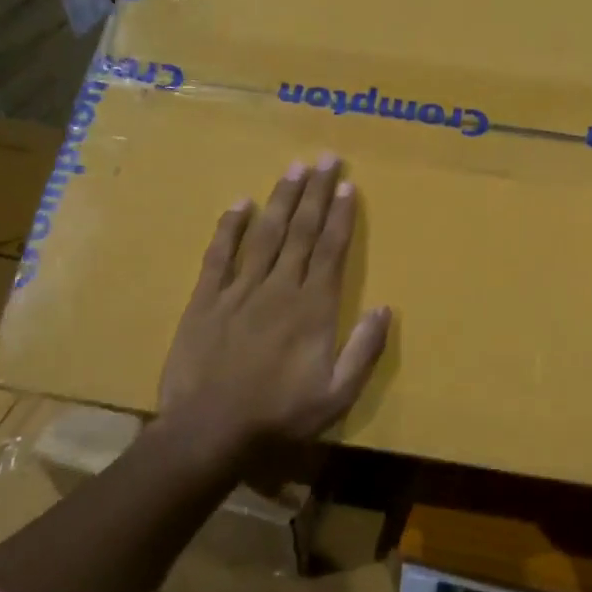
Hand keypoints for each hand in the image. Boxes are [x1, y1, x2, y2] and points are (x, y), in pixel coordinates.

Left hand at [154, 156, 390, 462]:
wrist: (208, 433)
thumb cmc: (279, 416)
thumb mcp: (337, 395)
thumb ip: (363, 349)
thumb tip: (385, 308)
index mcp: (313, 308)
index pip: (331, 250)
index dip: (341, 215)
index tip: (348, 184)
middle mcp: (279, 288)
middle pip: (302, 231)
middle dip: (316, 193)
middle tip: (326, 158)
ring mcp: (239, 291)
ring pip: (265, 234)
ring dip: (281, 199)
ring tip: (294, 168)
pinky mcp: (205, 301)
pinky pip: (219, 255)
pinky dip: (229, 228)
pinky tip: (240, 203)